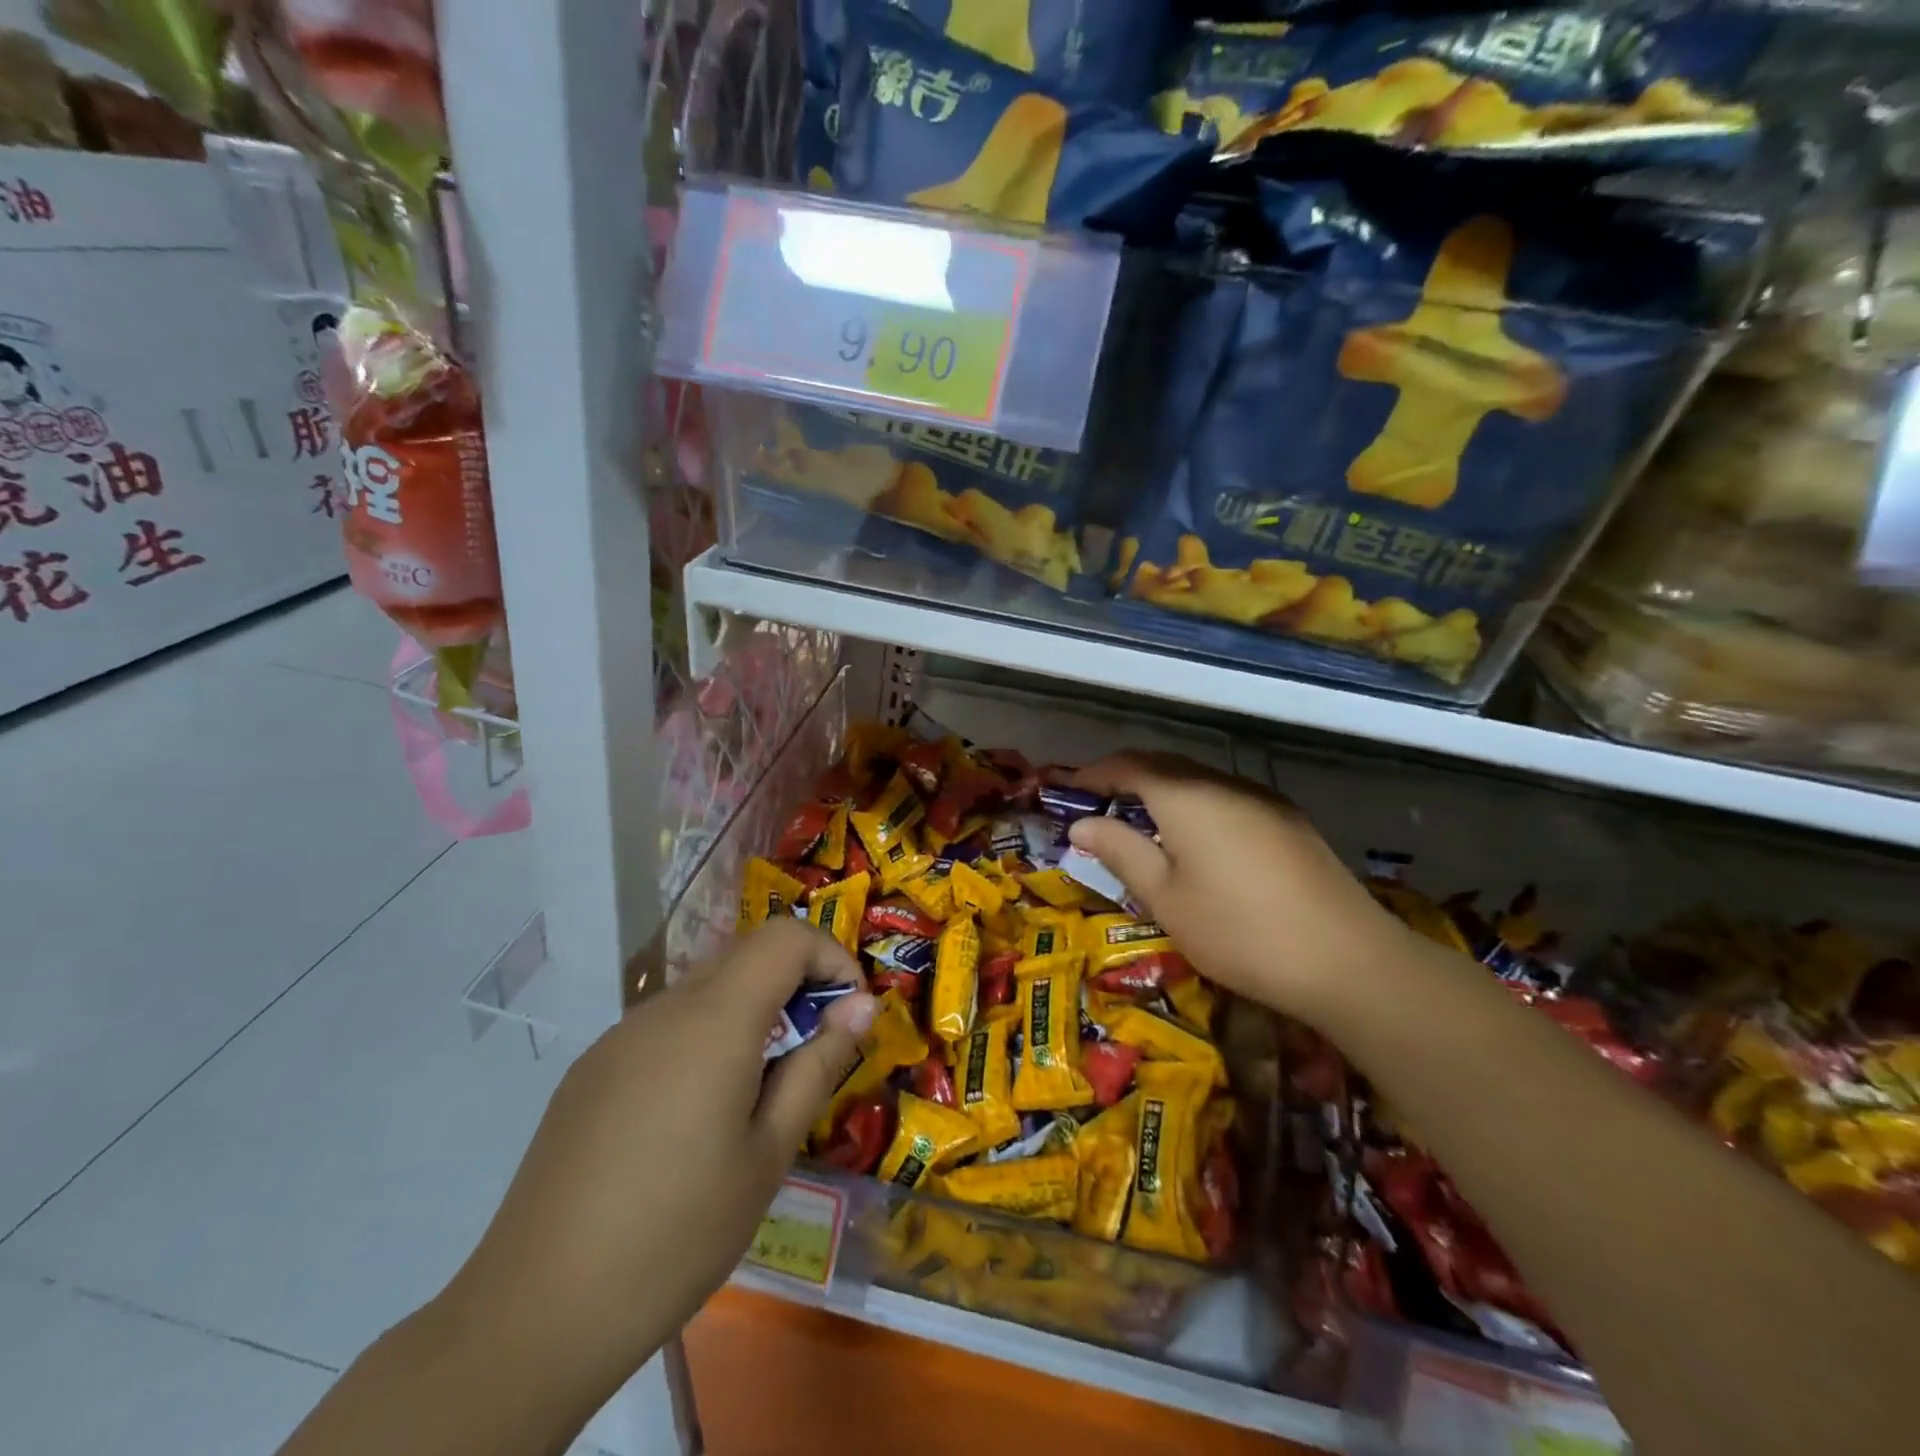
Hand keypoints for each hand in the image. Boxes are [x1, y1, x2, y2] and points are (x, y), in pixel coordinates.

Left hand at [440, 920, 874, 1401]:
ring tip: (759, 1087)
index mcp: (714, 1021)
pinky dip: (706, 1035)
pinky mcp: (592, 1068)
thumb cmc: (678, 1234)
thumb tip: (861, 1005)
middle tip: (815, 1048)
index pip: (785, 936)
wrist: (536, 1314)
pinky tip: (695, 1113)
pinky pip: (666, 1024)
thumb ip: (818, 1064)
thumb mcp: (769, 1153)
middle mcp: (664, 1008)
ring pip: (705, 988)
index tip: (850, 1010)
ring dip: (751, 1010)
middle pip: (746, 954)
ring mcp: (620, 1035)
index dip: (829, 956)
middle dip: (796, 982)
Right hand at [1069, 752, 1408, 1026]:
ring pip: (1199, 781)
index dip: (1095, 773)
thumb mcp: (1164, 897)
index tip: (1070, 788)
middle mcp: (1224, 783)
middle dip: (1127, 778)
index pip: (1129, 765)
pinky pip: (1227, 798)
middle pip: (1165, 766)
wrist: (1347, 960)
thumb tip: (1081, 824)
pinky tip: (1197, 841)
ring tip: (1143, 824)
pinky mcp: (1289, 821)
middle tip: (1100, 805)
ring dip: (1164, 792)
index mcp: (1186, 796)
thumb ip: (1120, 851)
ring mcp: (1262, 800)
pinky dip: (1197, 807)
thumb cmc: (1238, 931)